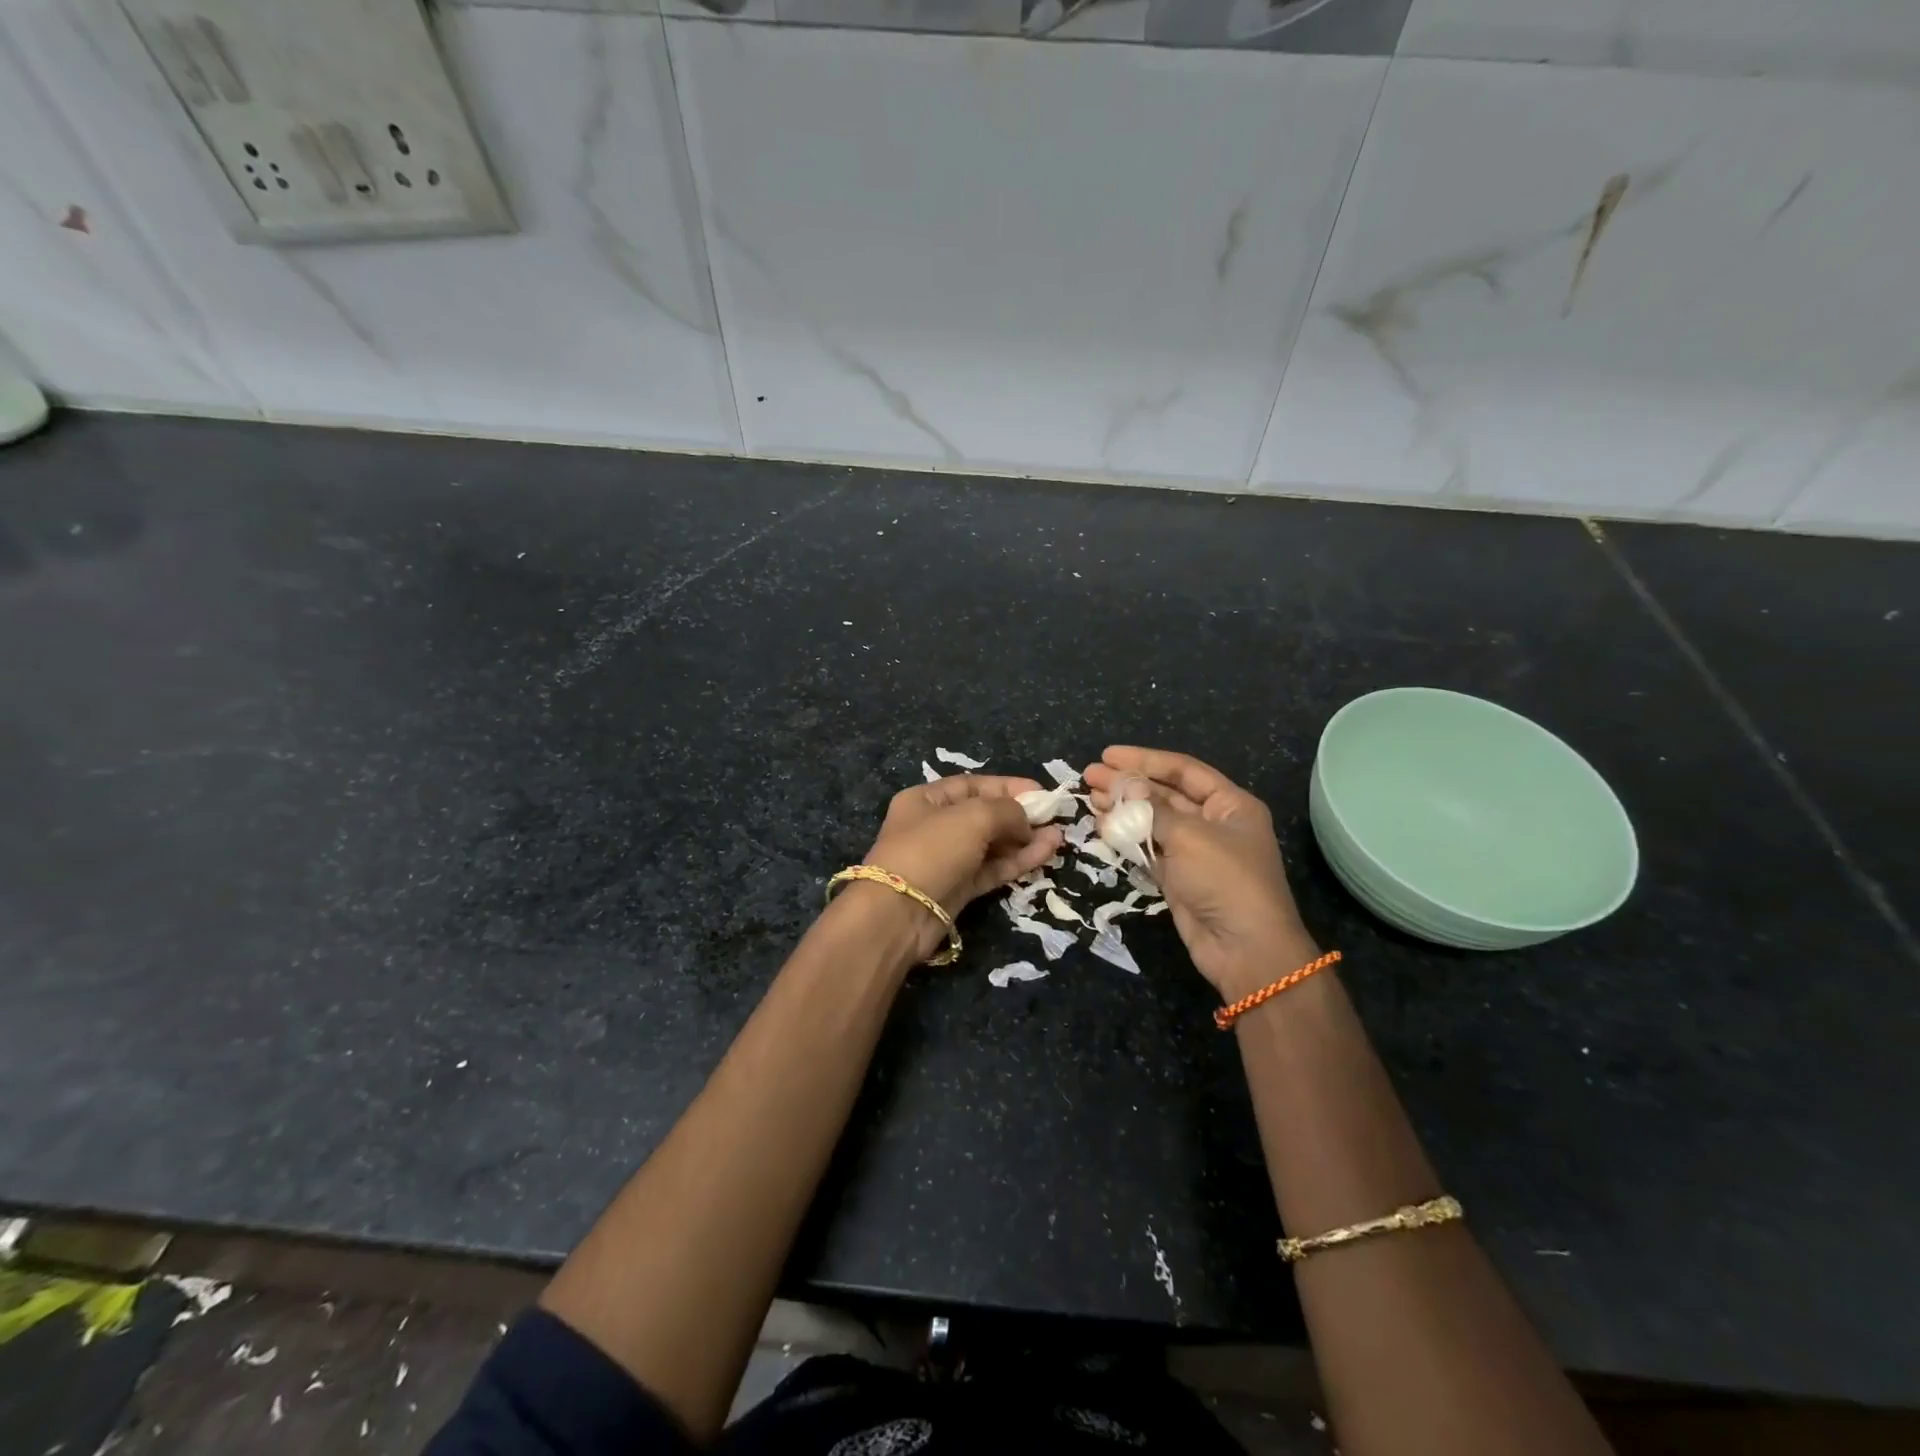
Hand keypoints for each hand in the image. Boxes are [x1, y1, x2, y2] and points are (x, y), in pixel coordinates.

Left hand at [853, 775, 1064, 962]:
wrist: (899, 913)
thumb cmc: (931, 849)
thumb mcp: (973, 816)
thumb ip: (1006, 811)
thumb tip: (1027, 821)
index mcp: (926, 799)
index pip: (973, 785)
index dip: (1008, 787)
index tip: (1041, 792)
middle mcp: (935, 826)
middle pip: (984, 815)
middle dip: (1020, 815)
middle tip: (1055, 817)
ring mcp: (947, 859)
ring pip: (992, 844)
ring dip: (1025, 840)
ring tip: (1059, 837)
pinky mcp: (959, 888)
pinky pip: (993, 869)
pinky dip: (1018, 861)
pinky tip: (1046, 853)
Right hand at [1086, 747, 1315, 999]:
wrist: (1245, 949)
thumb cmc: (1226, 880)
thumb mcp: (1190, 836)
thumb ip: (1153, 808)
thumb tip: (1128, 784)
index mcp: (1231, 804)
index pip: (1183, 770)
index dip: (1145, 760)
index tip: (1108, 755)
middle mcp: (1214, 823)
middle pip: (1165, 794)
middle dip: (1128, 784)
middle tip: (1090, 776)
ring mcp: (1195, 852)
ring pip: (1153, 821)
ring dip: (1123, 808)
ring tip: (1090, 798)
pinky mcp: (1178, 877)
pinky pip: (1149, 848)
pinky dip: (1126, 836)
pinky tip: (1102, 825)